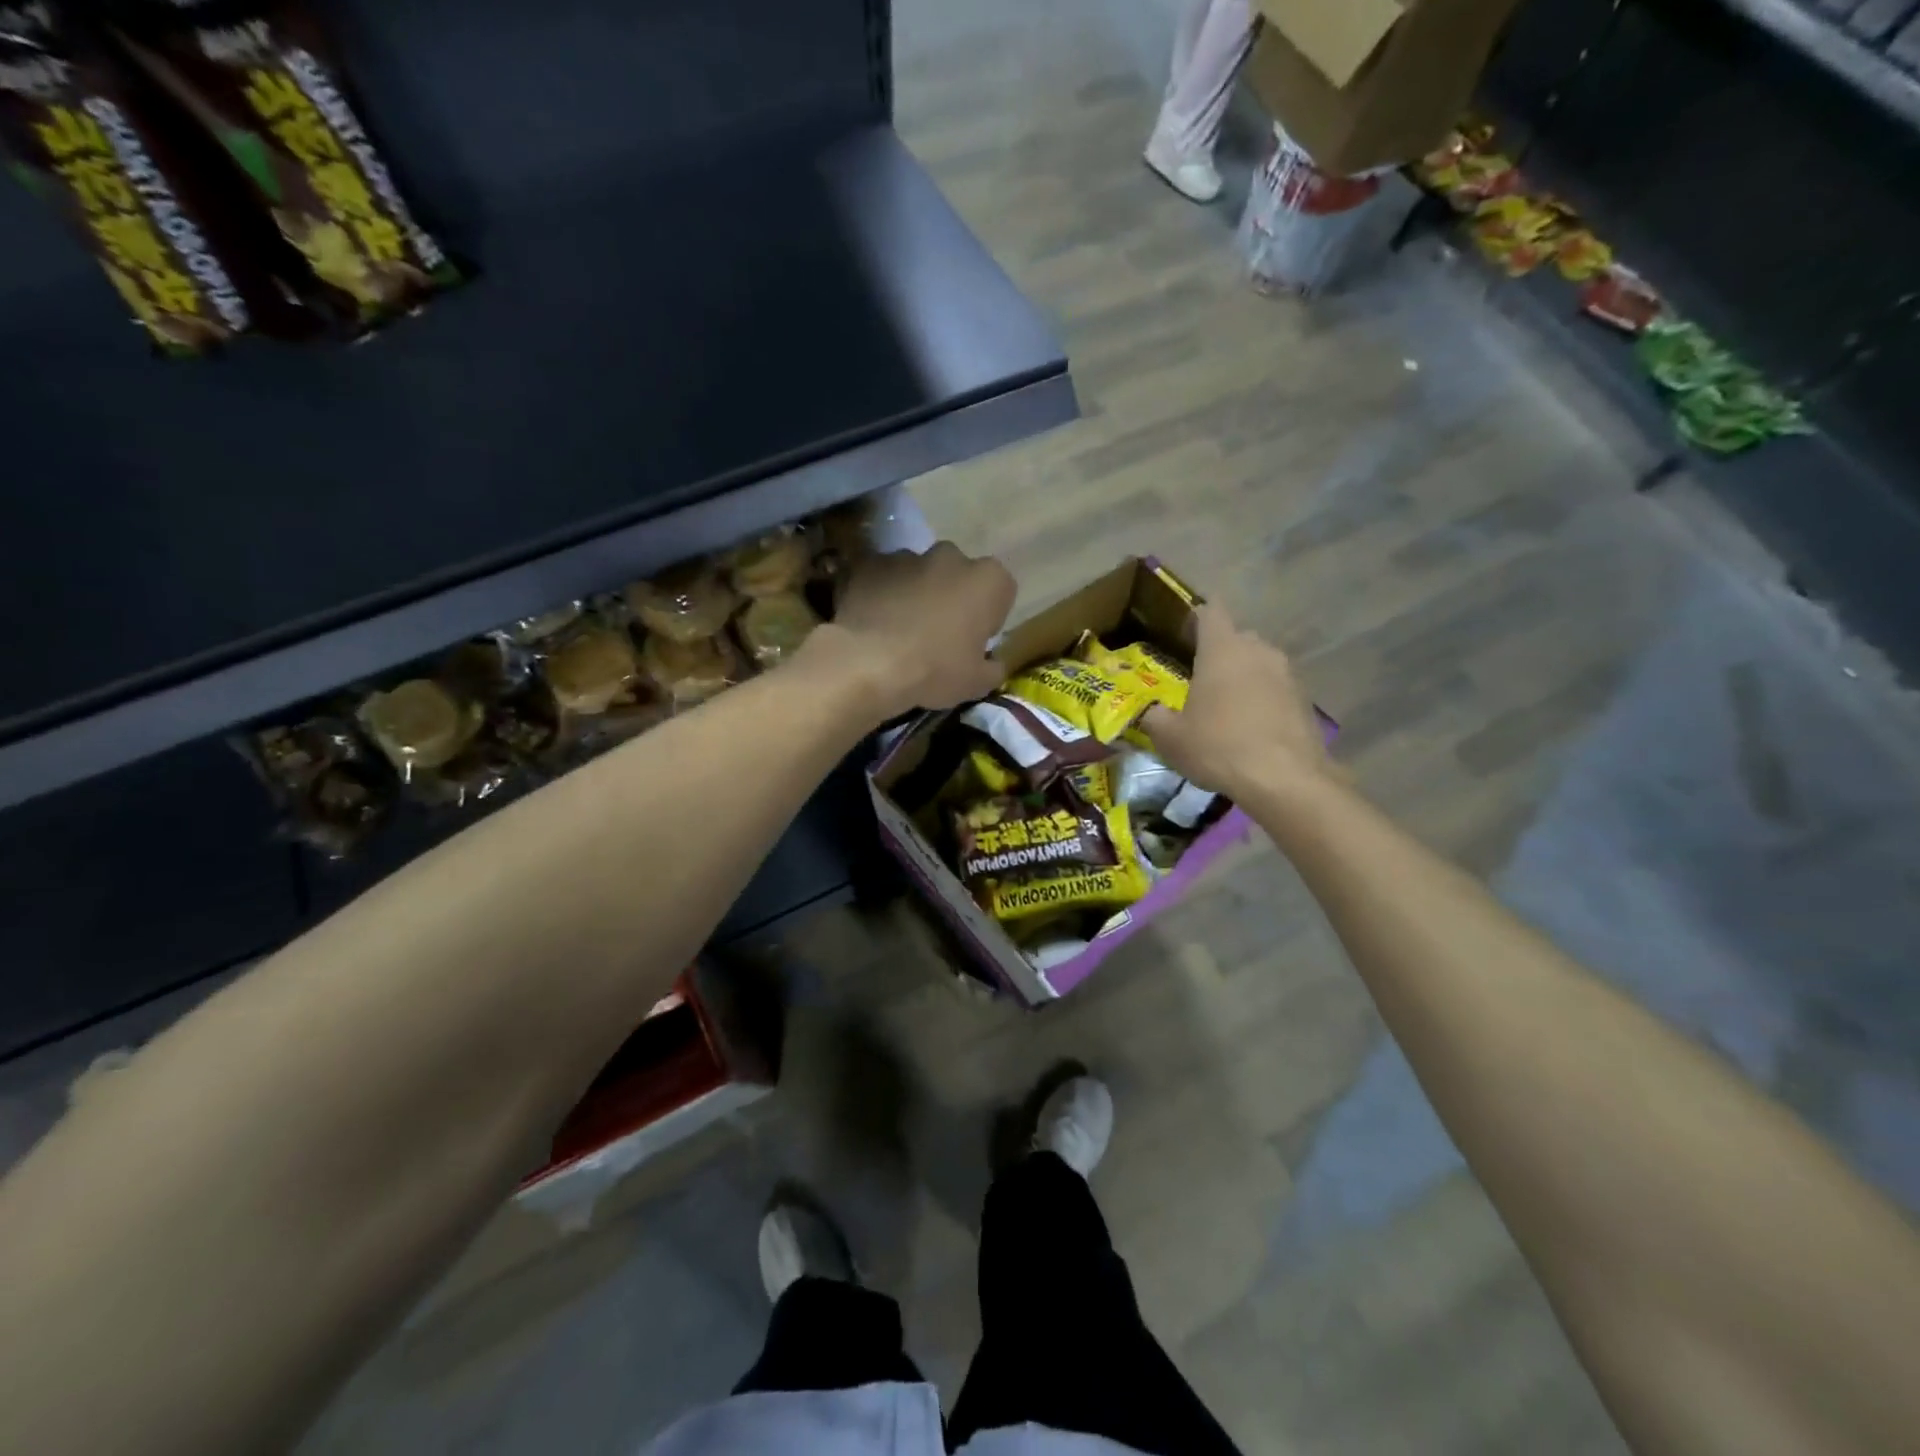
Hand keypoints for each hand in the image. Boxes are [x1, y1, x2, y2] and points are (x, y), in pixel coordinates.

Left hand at [805, 541, 1014, 719]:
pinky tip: (872, 622)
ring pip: (918, 573)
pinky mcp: (869, 563)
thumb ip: (992, 667)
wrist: (869, 663)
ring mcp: (907, 555)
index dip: (988, 615)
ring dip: (915, 593)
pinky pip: (881, 577)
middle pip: (957, 574)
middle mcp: (951, 557)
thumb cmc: (935, 670)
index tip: (974, 640)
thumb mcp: (977, 683)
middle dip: (951, 596)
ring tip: (900, 629)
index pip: (1000, 591)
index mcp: (988, 580)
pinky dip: (880, 592)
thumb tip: (991, 663)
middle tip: (938, 633)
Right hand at [1143, 605, 1330, 799]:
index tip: (1184, 633)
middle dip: (1219, 652)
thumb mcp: (1170, 738)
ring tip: (1226, 707)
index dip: (1196, 617)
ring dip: (1243, 677)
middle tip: (1200, 679)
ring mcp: (1287, 673)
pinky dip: (1262, 699)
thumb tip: (1150, 712)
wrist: (1286, 780)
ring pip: (1259, 663)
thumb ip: (1155, 717)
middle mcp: (1258, 650)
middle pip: (1237, 637)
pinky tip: (1250, 727)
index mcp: (1222, 649)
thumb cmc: (1219, 747)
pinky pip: (1276, 688)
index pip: (1211, 611)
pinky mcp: (1305, 699)